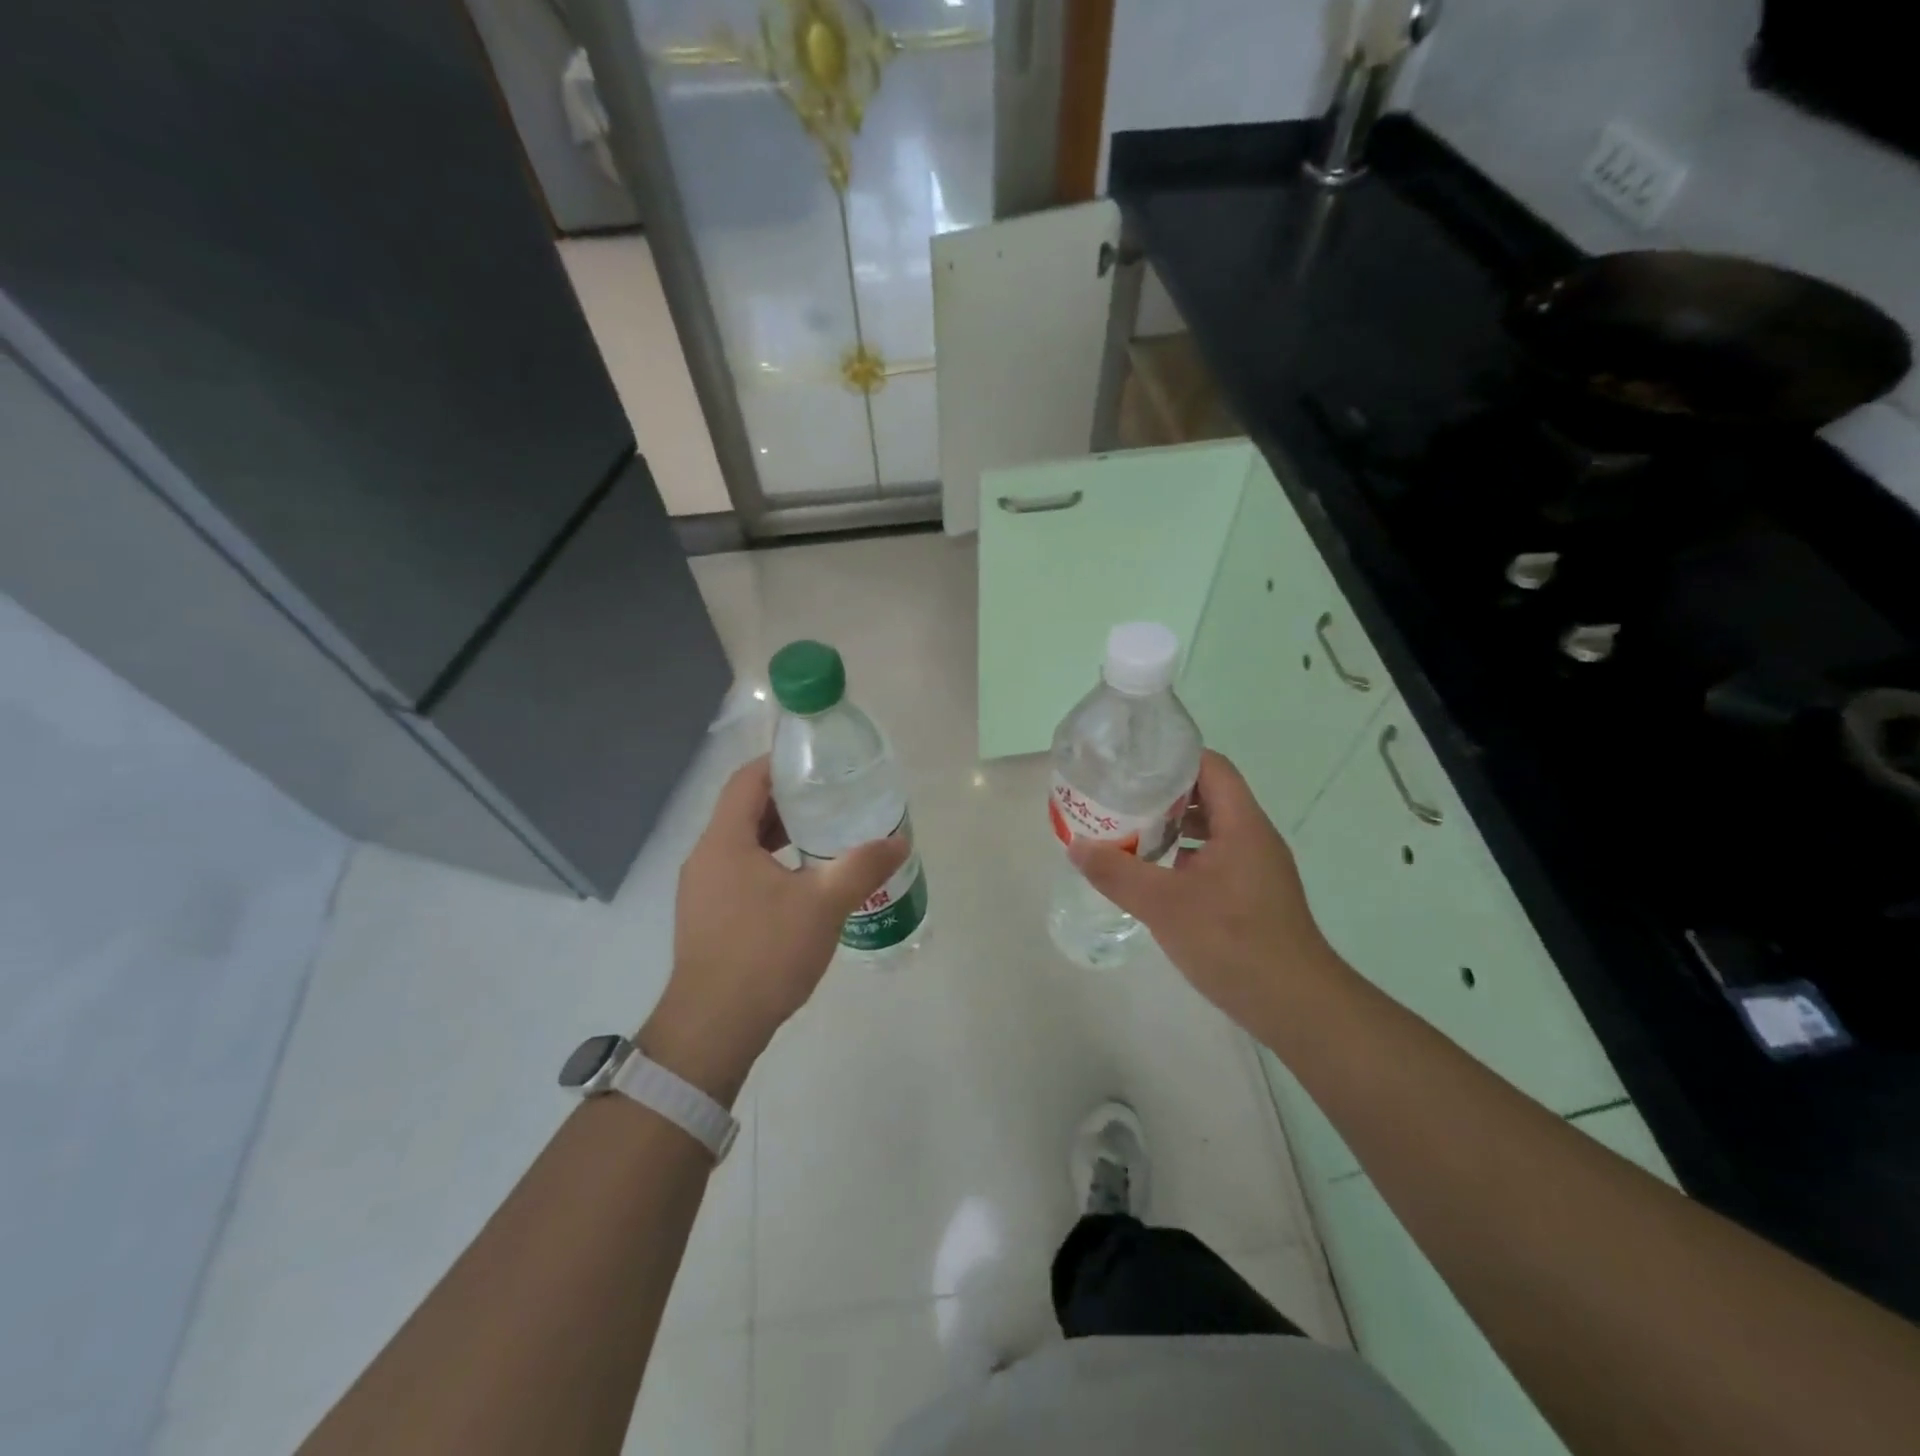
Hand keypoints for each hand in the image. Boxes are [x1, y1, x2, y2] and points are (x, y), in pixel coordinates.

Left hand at [641, 757, 908, 1102]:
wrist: (713, 1027)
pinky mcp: (707, 916)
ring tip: (823, 837)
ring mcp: (701, 890)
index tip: (818, 764)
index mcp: (724, 841)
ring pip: (742, 844)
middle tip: (831, 799)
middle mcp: (705, 857)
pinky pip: (739, 871)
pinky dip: (769, 863)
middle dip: (787, 801)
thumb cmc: (765, 953)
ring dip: (779, 835)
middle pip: (744, 810)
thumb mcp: (824, 905)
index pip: (747, 780)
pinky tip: (802, 883)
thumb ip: (862, 867)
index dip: (780, 764)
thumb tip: (899, 841)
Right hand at [1068, 751, 1340, 1030]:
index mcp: (1242, 825)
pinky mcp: (1252, 895)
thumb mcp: (1164, 906)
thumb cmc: (1233, 942)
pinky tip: (1153, 874)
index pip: (1211, 767)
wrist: (1295, 1006)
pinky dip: (1184, 855)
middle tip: (1120, 796)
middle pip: (1209, 795)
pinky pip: (1215, 858)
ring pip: (1211, 829)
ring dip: (1173, 826)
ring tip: (1129, 829)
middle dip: (1164, 792)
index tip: (1132, 762)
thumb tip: (1076, 846)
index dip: (1173, 756)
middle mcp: (1253, 837)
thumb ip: (1117, 873)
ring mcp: (1256, 868)